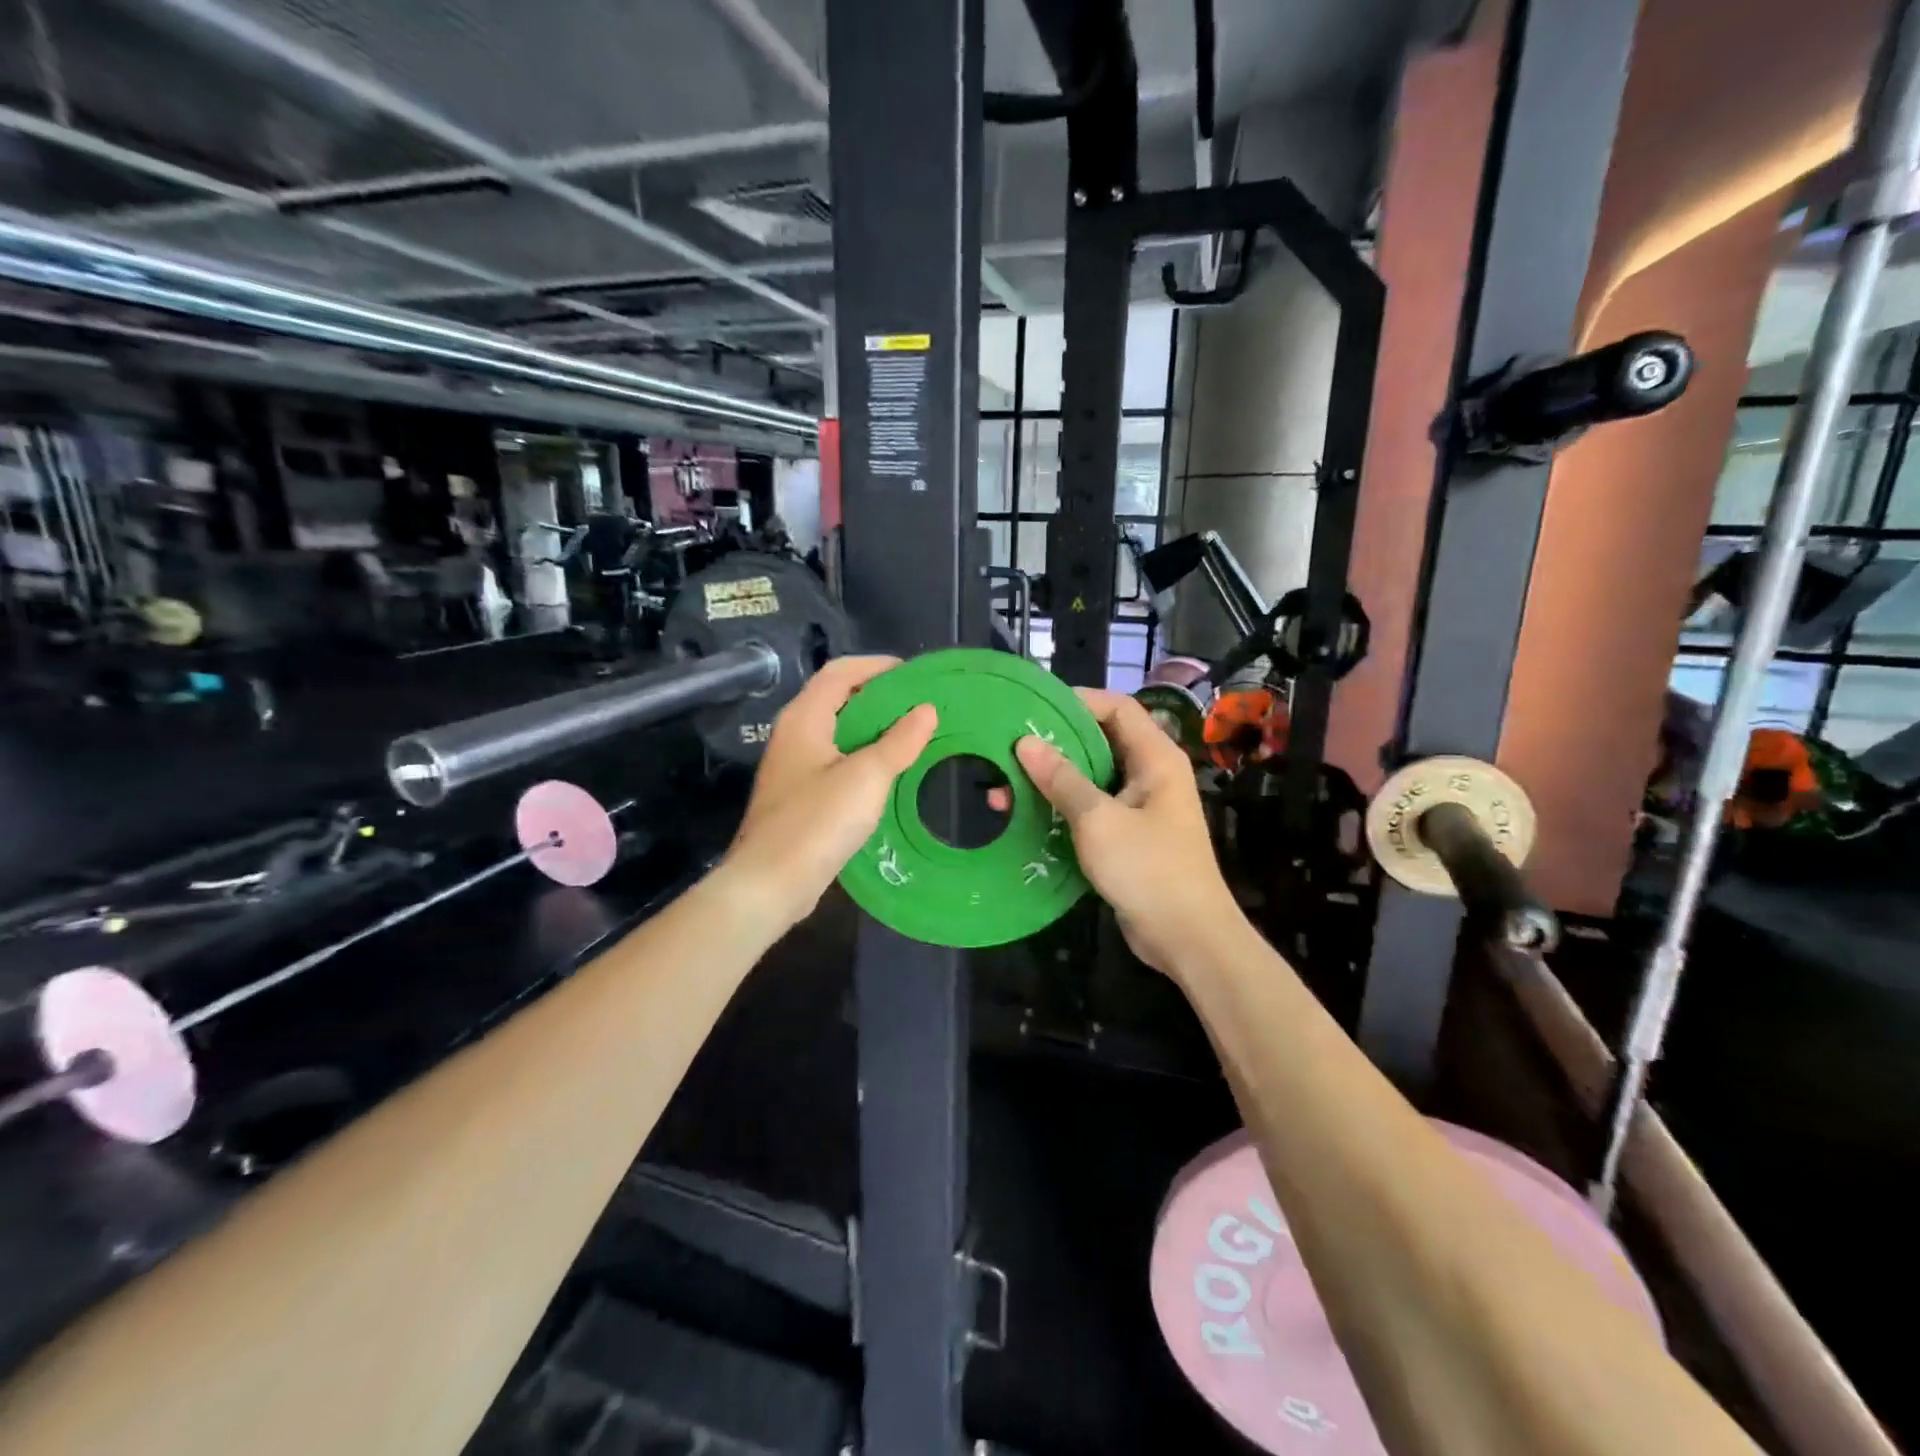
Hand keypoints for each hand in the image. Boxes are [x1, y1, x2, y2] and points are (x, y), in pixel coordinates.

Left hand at [720, 656, 936, 932]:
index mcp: (804, 718)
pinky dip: (864, 757)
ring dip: (874, 729)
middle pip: (839, 699)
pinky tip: (889, 773)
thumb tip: (926, 710)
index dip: (878, 666)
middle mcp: (795, 734)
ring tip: (913, 735)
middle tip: (921, 706)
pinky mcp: (800, 795)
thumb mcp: (867, 777)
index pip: (841, 671)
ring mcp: (794, 766)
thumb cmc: (817, 821)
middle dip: (880, 697)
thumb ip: (899, 741)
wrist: (770, 883)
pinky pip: (836, 761)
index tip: (916, 675)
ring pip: (839, 732)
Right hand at [1015, 687, 1239, 973]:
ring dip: (1053, 779)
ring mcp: (1141, 806)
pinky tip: (1028, 814)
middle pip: (1101, 741)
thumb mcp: (1098, 820)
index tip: (1034, 709)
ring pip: (1092, 777)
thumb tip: (1025, 742)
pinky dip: (1063, 806)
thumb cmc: (1148, 869)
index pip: (1117, 708)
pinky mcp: (1129, 835)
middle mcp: (1151, 774)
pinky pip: (1093, 807)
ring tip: (1006, 784)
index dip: (1078, 701)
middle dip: (1056, 743)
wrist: (1187, 937)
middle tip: (1010, 747)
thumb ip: (1062, 779)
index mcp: (1155, 758)